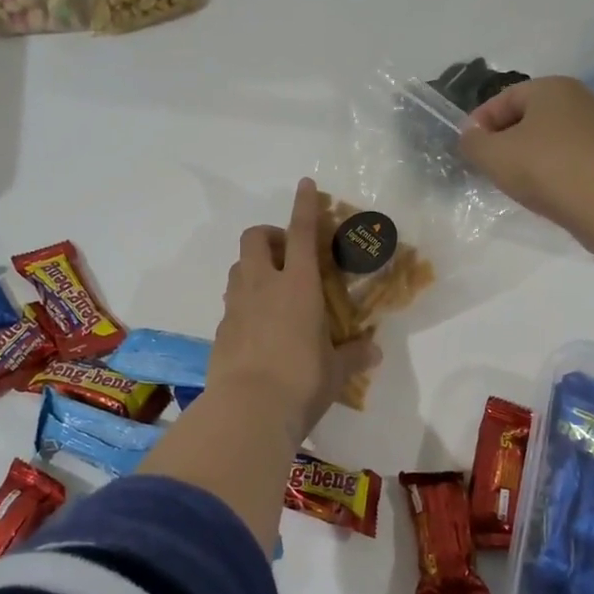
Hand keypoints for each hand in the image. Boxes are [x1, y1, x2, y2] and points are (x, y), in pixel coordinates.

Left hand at [208, 178, 379, 442]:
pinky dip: (245, 302)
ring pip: (239, 267)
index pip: (302, 233)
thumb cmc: (302, 381)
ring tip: (273, 290)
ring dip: (254, 266)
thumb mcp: (336, 371)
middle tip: (287, 255)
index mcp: (298, 286)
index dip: (304, 205)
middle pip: (255, 238)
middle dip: (269, 235)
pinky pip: (232, 301)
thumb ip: (353, 356)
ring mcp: (237, 306)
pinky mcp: (221, 329)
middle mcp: (264, 286)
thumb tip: (373, 352)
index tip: (305, 183)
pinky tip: (259, 327)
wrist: (248, 410)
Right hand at [458, 76, 593, 253]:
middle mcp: (577, 99)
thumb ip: (472, 142)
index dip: (479, 122)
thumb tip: (471, 136)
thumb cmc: (544, 168)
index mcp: (550, 88)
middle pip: (526, 117)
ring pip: (546, 138)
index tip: (467, 148)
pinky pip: (566, 157)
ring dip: (526, 156)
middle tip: (486, 165)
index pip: (503, 98)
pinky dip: (548, 169)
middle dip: (503, 139)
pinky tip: (540, 190)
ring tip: (511, 181)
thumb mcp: (493, 155)